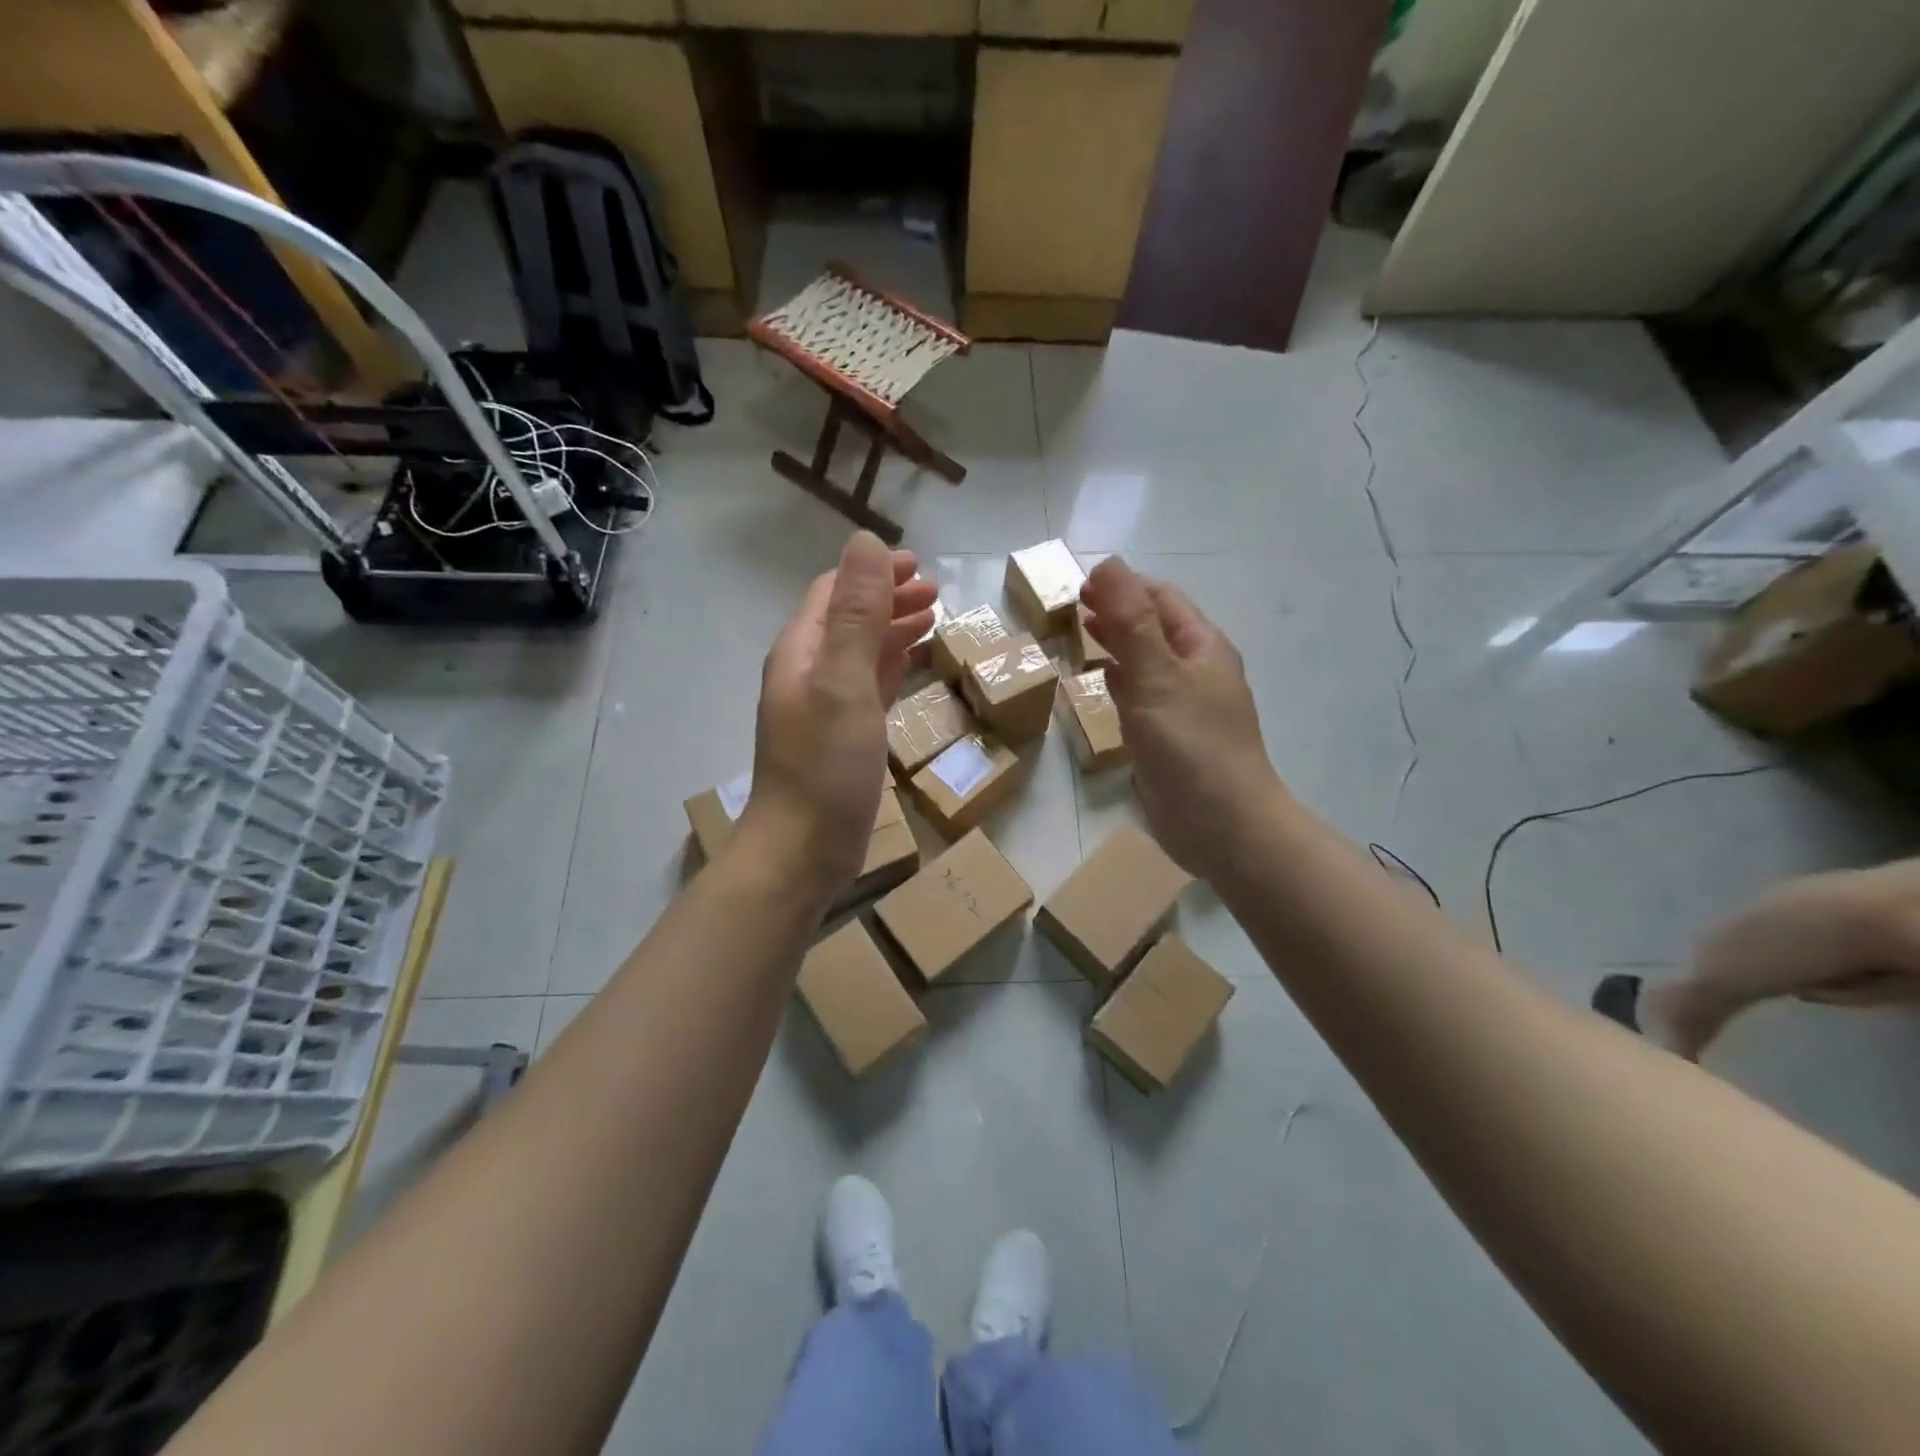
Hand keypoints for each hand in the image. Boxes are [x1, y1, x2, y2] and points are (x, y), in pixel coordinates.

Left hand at [739, 532, 937, 898]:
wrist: (802, 851)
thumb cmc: (824, 766)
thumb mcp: (843, 682)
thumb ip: (855, 614)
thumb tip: (866, 542)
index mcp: (801, 652)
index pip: (833, 592)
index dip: (872, 573)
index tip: (918, 564)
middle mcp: (807, 673)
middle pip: (847, 620)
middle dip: (887, 598)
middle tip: (935, 592)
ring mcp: (823, 708)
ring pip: (859, 653)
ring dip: (892, 631)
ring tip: (931, 620)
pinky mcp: (840, 739)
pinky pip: (866, 688)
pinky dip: (889, 668)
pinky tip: (909, 667)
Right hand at [1081, 557, 1284, 881]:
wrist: (1221, 824)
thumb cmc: (1192, 745)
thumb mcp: (1158, 675)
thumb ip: (1131, 621)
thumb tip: (1108, 563)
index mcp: (1202, 646)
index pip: (1161, 599)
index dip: (1124, 585)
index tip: (1080, 584)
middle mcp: (1194, 670)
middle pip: (1153, 627)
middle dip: (1117, 612)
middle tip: (1072, 607)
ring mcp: (1181, 705)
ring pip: (1144, 662)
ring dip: (1115, 645)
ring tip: (1078, 635)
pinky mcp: (1167, 737)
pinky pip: (1139, 698)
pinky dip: (1118, 683)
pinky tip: (1099, 683)